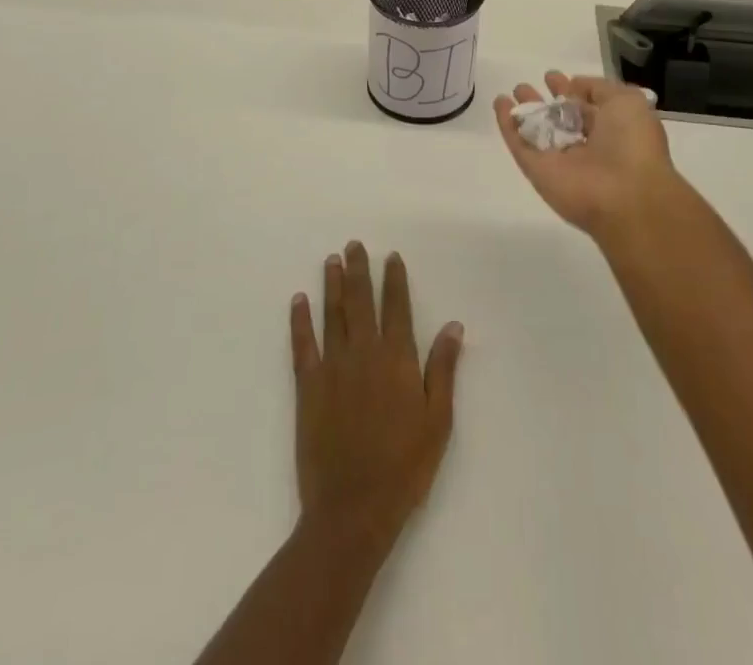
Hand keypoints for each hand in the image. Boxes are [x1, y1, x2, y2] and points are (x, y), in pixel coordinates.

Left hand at [290, 242, 463, 550]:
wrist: (353, 508)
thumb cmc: (404, 467)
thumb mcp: (438, 421)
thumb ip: (443, 369)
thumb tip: (454, 326)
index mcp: (397, 359)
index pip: (397, 307)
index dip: (394, 280)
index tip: (391, 256)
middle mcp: (364, 352)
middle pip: (361, 301)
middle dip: (359, 270)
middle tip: (354, 245)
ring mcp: (333, 366)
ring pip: (333, 314)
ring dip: (333, 285)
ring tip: (332, 260)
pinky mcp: (308, 386)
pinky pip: (303, 344)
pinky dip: (300, 320)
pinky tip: (298, 300)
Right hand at [494, 71, 684, 235]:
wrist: (625, 195)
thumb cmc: (632, 144)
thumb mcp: (627, 102)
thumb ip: (599, 88)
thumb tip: (574, 85)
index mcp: (611, 129)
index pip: (585, 107)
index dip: (570, 90)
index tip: (553, 77)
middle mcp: (584, 145)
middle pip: (558, 120)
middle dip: (544, 101)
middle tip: (526, 86)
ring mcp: (559, 159)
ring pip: (536, 131)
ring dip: (524, 111)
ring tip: (512, 91)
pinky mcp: (536, 170)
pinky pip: (519, 144)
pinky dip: (507, 124)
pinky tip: (499, 104)